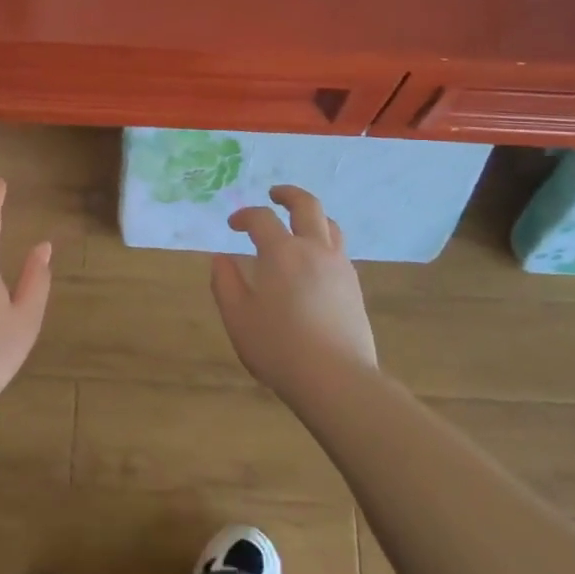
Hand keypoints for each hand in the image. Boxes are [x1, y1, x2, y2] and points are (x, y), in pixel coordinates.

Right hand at [210, 184, 377, 403]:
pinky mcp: (354, 287)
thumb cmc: (279, 347)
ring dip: (312, 216)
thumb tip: (221, 258)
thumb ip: (225, 283)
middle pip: (307, 206)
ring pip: (330, 225)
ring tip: (299, 223)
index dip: (244, 216)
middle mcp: (314, 250)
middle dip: (288, 195)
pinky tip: (314, 262)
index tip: (233, 225)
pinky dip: (324, 242)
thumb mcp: (238, 318)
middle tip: (274, 194)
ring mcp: (339, 267)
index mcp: (281, 252)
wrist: (336, 379)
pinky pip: (339, 250)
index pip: (261, 218)